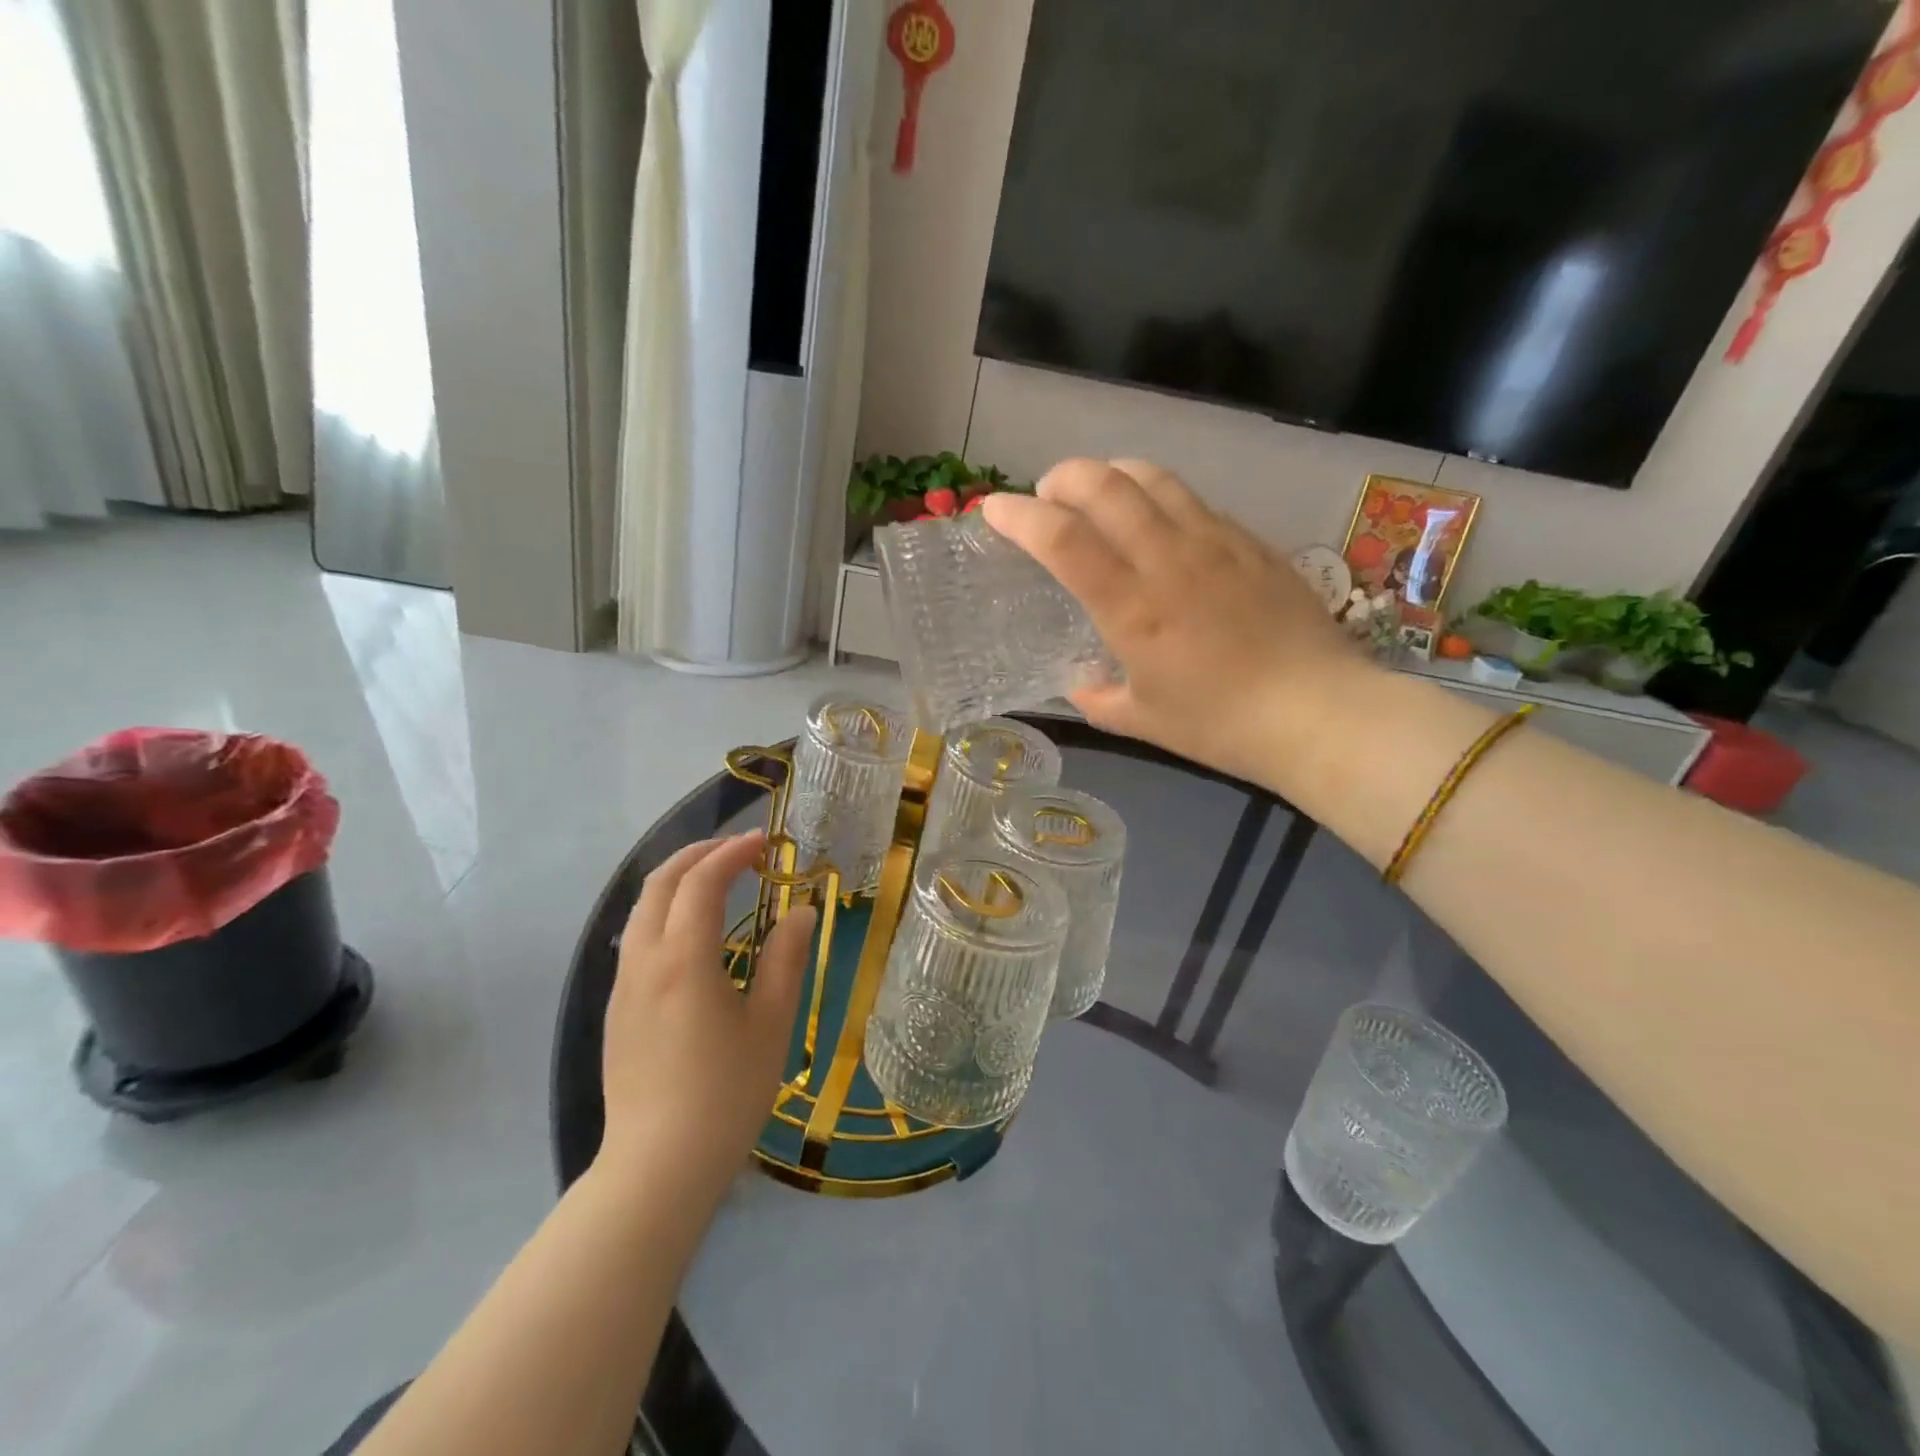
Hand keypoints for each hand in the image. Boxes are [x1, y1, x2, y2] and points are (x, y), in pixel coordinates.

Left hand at [596, 832, 813, 1208]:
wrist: (657, 1169)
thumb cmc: (725, 1094)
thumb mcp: (770, 1024)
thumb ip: (786, 960)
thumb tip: (802, 911)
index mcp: (684, 959)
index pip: (702, 883)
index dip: (732, 854)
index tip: (764, 843)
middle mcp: (644, 961)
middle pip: (660, 884)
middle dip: (697, 855)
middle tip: (737, 849)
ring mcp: (623, 987)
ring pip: (641, 910)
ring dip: (676, 881)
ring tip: (715, 880)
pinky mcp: (617, 1011)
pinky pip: (635, 938)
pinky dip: (663, 912)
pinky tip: (691, 933)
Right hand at [982, 459, 1365, 789]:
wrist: (1319, 712)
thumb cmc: (1221, 725)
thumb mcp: (1142, 721)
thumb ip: (1096, 697)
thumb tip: (1078, 680)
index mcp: (1132, 608)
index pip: (1063, 539)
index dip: (1019, 515)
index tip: (993, 509)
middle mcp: (1169, 560)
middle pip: (1105, 484)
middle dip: (1062, 477)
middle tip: (1047, 497)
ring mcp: (1215, 542)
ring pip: (1153, 476)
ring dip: (1111, 473)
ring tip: (1097, 495)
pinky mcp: (1250, 540)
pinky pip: (1192, 499)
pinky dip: (1158, 496)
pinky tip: (1159, 524)